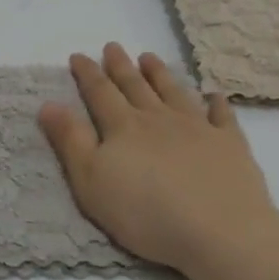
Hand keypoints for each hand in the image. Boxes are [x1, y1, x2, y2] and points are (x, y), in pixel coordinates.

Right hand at [38, 43, 278, 279]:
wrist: (220, 232)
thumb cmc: (145, 213)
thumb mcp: (91, 181)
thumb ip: (70, 141)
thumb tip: (48, 104)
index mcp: (123, 127)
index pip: (100, 93)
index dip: (87, 73)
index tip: (78, 55)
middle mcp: (158, 119)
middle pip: (136, 86)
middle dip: (121, 66)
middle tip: (112, 46)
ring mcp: (198, 128)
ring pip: (174, 92)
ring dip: (160, 74)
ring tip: (149, 57)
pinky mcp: (230, 145)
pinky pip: (222, 116)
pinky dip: (216, 103)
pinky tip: (214, 95)